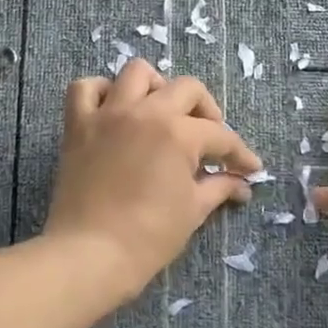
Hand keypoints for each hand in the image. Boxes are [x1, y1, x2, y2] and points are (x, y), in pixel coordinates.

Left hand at [43, 60, 261, 296]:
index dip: (240, 154)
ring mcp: (108, 114)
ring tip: (161, 112)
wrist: (89, 255)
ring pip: (137, 73)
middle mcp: (145, 112)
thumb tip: (241, 184)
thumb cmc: (148, 237)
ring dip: (156, 87)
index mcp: (179, 133)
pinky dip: (101, 92)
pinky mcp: (78, 125)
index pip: (220, 135)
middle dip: (207, 110)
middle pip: (187, 88)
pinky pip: (84, 88)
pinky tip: (113, 110)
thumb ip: (218, 188)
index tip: (249, 169)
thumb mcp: (193, 211)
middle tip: (209, 138)